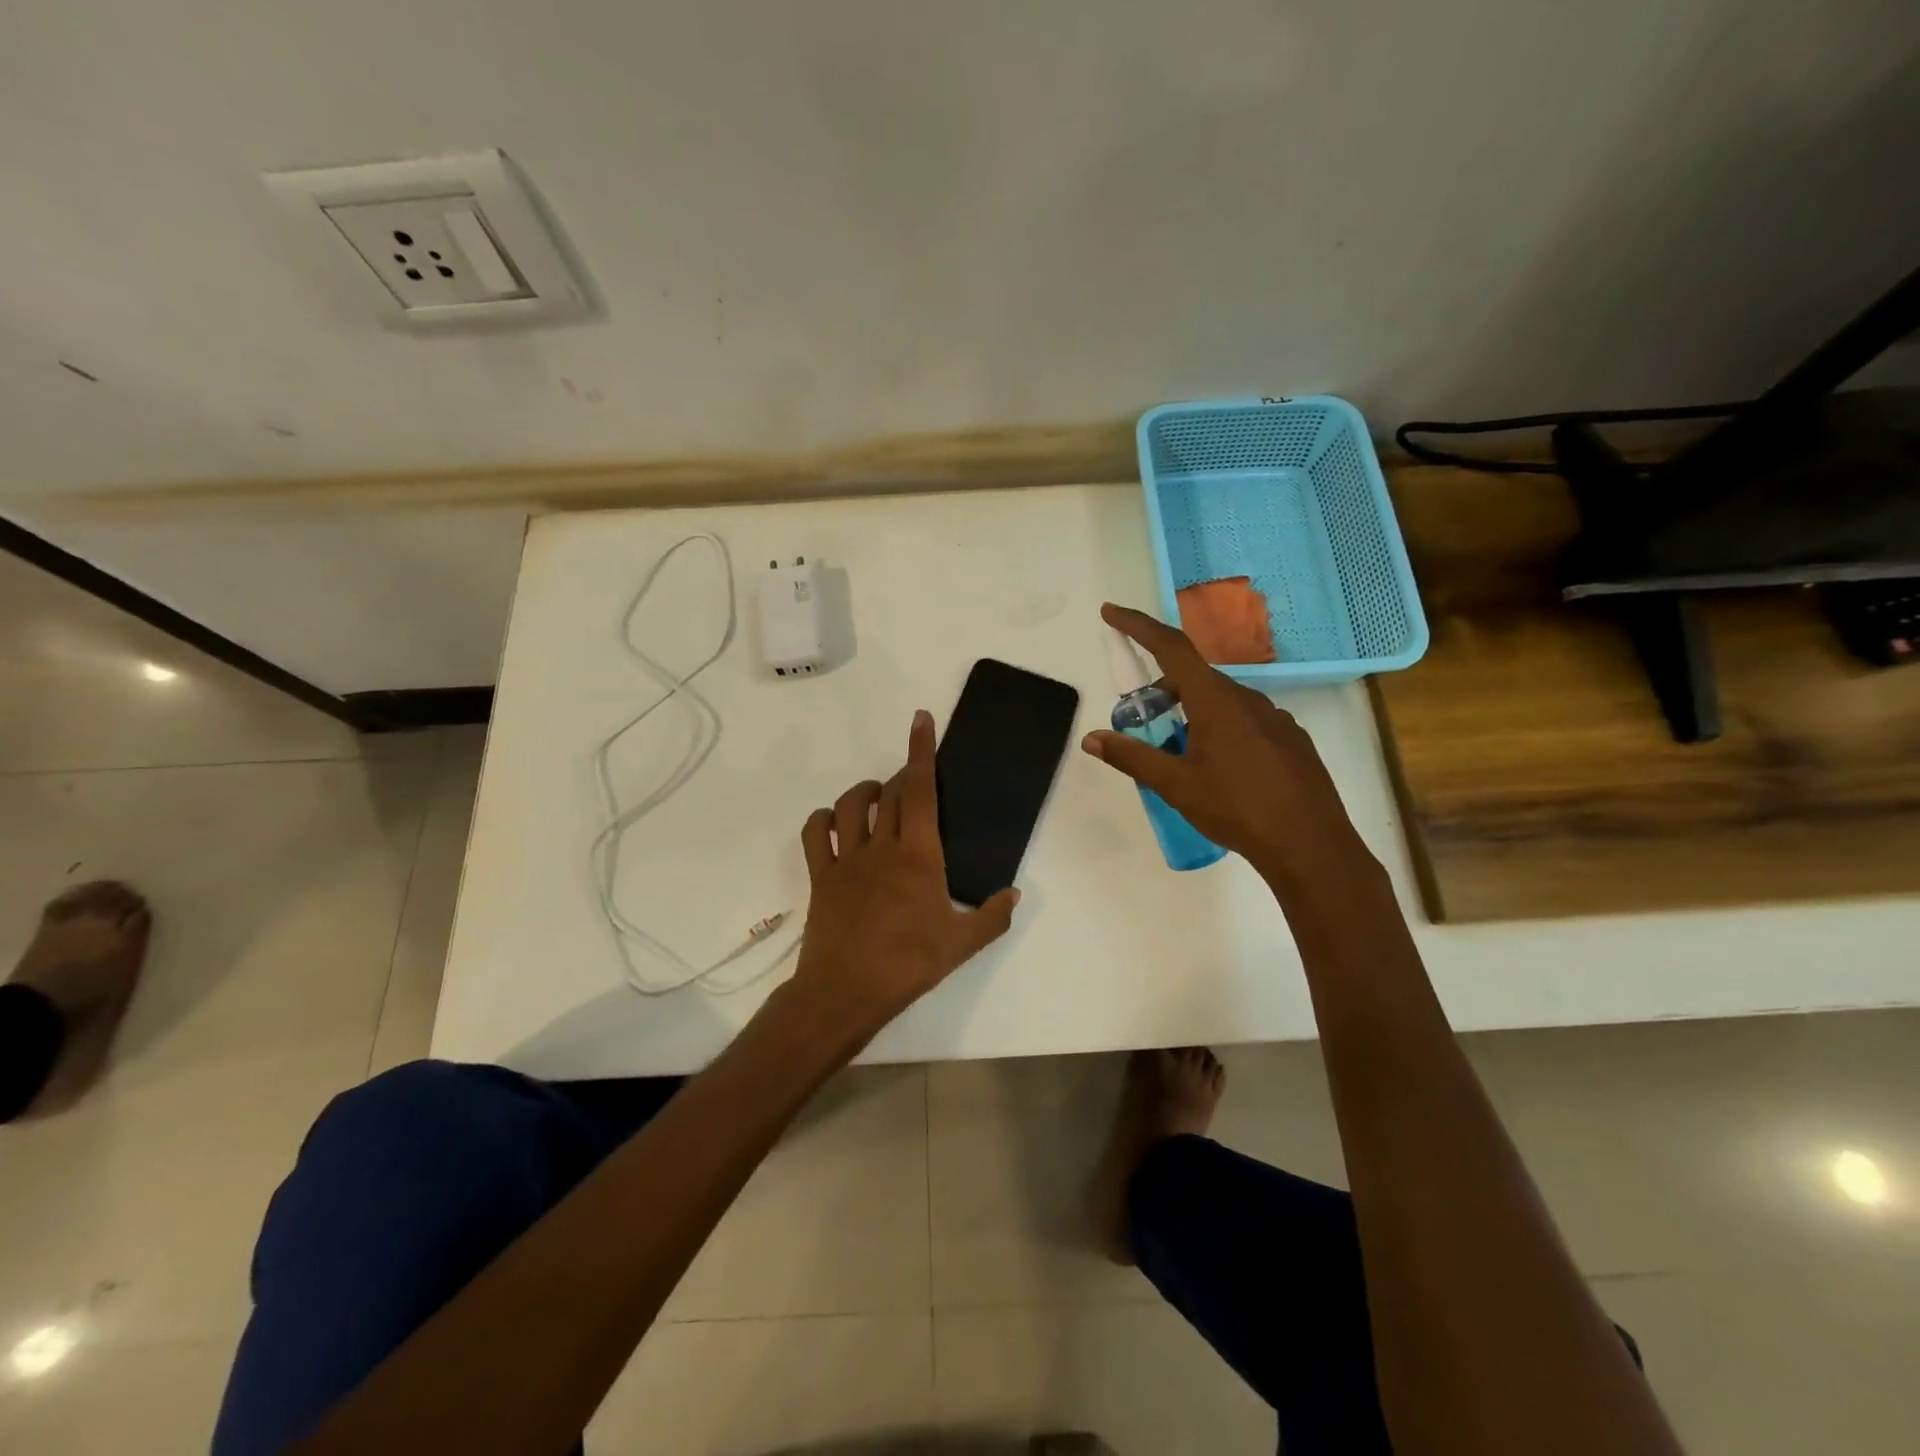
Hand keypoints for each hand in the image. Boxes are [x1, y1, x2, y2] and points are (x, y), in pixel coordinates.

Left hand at [785, 709, 1019, 1048]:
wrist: (846, 991)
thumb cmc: (908, 964)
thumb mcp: (962, 945)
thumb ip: (993, 916)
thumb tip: (1014, 893)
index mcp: (919, 854)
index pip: (921, 789)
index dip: (921, 751)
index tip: (920, 719)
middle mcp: (881, 845)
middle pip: (892, 792)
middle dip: (904, 774)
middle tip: (916, 779)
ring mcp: (846, 858)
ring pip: (851, 805)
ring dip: (867, 792)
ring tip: (880, 797)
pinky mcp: (820, 875)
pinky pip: (815, 833)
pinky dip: (823, 819)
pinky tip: (836, 824)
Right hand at [1082, 603, 1373, 885]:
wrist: (1310, 845)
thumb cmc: (1237, 809)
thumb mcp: (1176, 785)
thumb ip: (1132, 757)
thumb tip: (1092, 739)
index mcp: (1216, 701)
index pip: (1171, 648)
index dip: (1138, 626)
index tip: (1111, 613)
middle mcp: (1247, 698)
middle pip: (1195, 677)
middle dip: (1163, 689)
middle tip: (1143, 719)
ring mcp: (1275, 718)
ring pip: (1222, 701)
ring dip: (1193, 712)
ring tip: (1180, 752)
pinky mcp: (1291, 739)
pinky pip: (1246, 720)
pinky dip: (1221, 728)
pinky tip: (1222, 768)